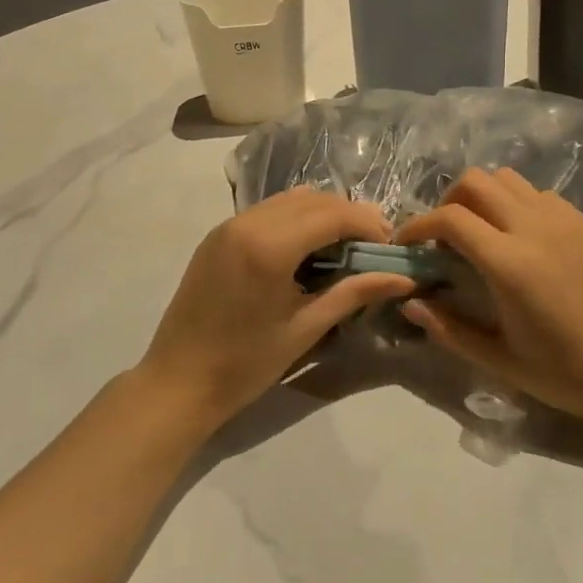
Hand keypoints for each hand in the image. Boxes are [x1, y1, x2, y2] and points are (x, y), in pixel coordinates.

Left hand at [137, 187, 414, 429]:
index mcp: (269, 246)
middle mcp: (246, 223)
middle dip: (349, 216)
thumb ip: (354, 293)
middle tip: (374, 248)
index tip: (391, 247)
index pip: (333, 214)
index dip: (368, 224)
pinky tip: (306, 251)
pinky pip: (267, 212)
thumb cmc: (245, 364)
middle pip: (313, 199)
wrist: (178, 382)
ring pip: (289, 200)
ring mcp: (227, 226)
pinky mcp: (217, 237)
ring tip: (343, 249)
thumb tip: (404, 278)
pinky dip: (295, 220)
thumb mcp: (306, 328)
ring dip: (323, 214)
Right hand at [395, 168, 582, 425]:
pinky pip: (541, 195)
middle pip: (477, 181)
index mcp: (510, 264)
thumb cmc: (564, 373)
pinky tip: (522, 241)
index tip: (407, 243)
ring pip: (510, 179)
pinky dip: (518, 205)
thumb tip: (410, 303)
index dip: (418, 224)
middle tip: (444, 237)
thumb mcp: (498, 359)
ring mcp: (567, 221)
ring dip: (485, 198)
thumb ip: (448, 328)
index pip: (451, 218)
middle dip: (449, 202)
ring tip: (482, 233)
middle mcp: (536, 228)